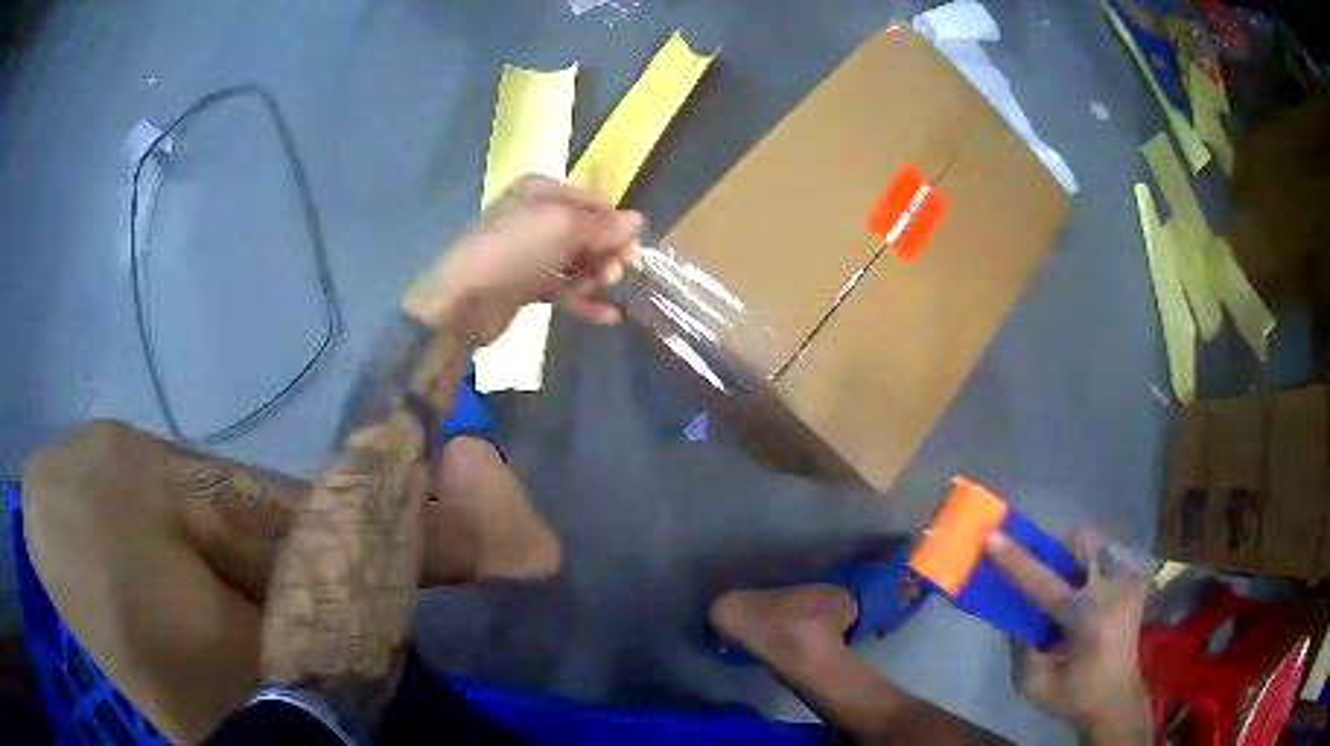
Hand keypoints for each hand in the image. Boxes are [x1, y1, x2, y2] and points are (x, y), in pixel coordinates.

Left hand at [403, 175, 643, 343]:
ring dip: (596, 276)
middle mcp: (537, 216)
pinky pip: (563, 289)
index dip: (616, 224)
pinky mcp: (525, 285)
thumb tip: (639, 220)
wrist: (464, 301)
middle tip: (613, 274)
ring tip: (603, 290)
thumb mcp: (563, 227)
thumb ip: (604, 226)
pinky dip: (583, 301)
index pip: (594, 202)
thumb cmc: (515, 250)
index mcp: (542, 191)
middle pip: (587, 232)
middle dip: (606, 252)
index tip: (633, 250)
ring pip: (576, 262)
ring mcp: (530, 253)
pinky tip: (607, 317)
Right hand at [985, 530, 1151, 744]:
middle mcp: (1112, 592)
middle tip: (1042, 563)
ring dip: (1074, 555)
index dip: (1016, 560)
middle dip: (1058, 547)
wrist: (1117, 698)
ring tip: (1064, 580)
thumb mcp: (1034, 684)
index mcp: (1087, 621)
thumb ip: (1020, 646)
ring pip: (1096, 544)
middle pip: (1082, 544)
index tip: (992, 537)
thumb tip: (1012, 610)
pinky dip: (1090, 564)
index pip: (1046, 584)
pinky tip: (1085, 589)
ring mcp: (1128, 582)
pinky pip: (1108, 555)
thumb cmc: (1074, 696)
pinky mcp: (1135, 581)